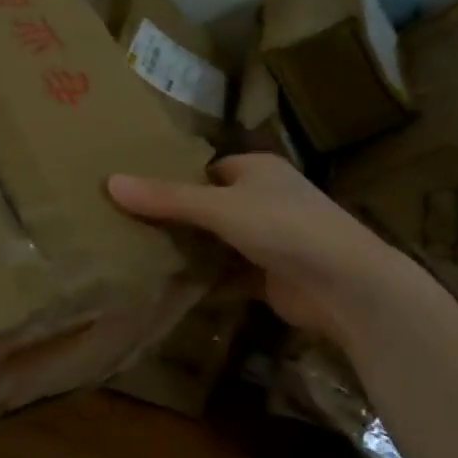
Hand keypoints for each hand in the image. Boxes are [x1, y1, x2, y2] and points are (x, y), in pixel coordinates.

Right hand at [108, 154, 406, 336]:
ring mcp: (270, 240)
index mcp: (257, 171)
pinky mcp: (270, 277)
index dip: (173, 177)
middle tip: (126, 223)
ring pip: (216, 241)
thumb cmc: (285, 228)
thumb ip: (166, 198)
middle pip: (208, 205)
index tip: (134, 191)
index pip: (206, 168)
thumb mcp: (219, 207)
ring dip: (187, 249)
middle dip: (175, 216)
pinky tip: (167, 285)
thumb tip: (109, 182)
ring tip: (136, 252)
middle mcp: (265, 199)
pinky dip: (203, 279)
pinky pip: (226, 273)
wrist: (347, 288)